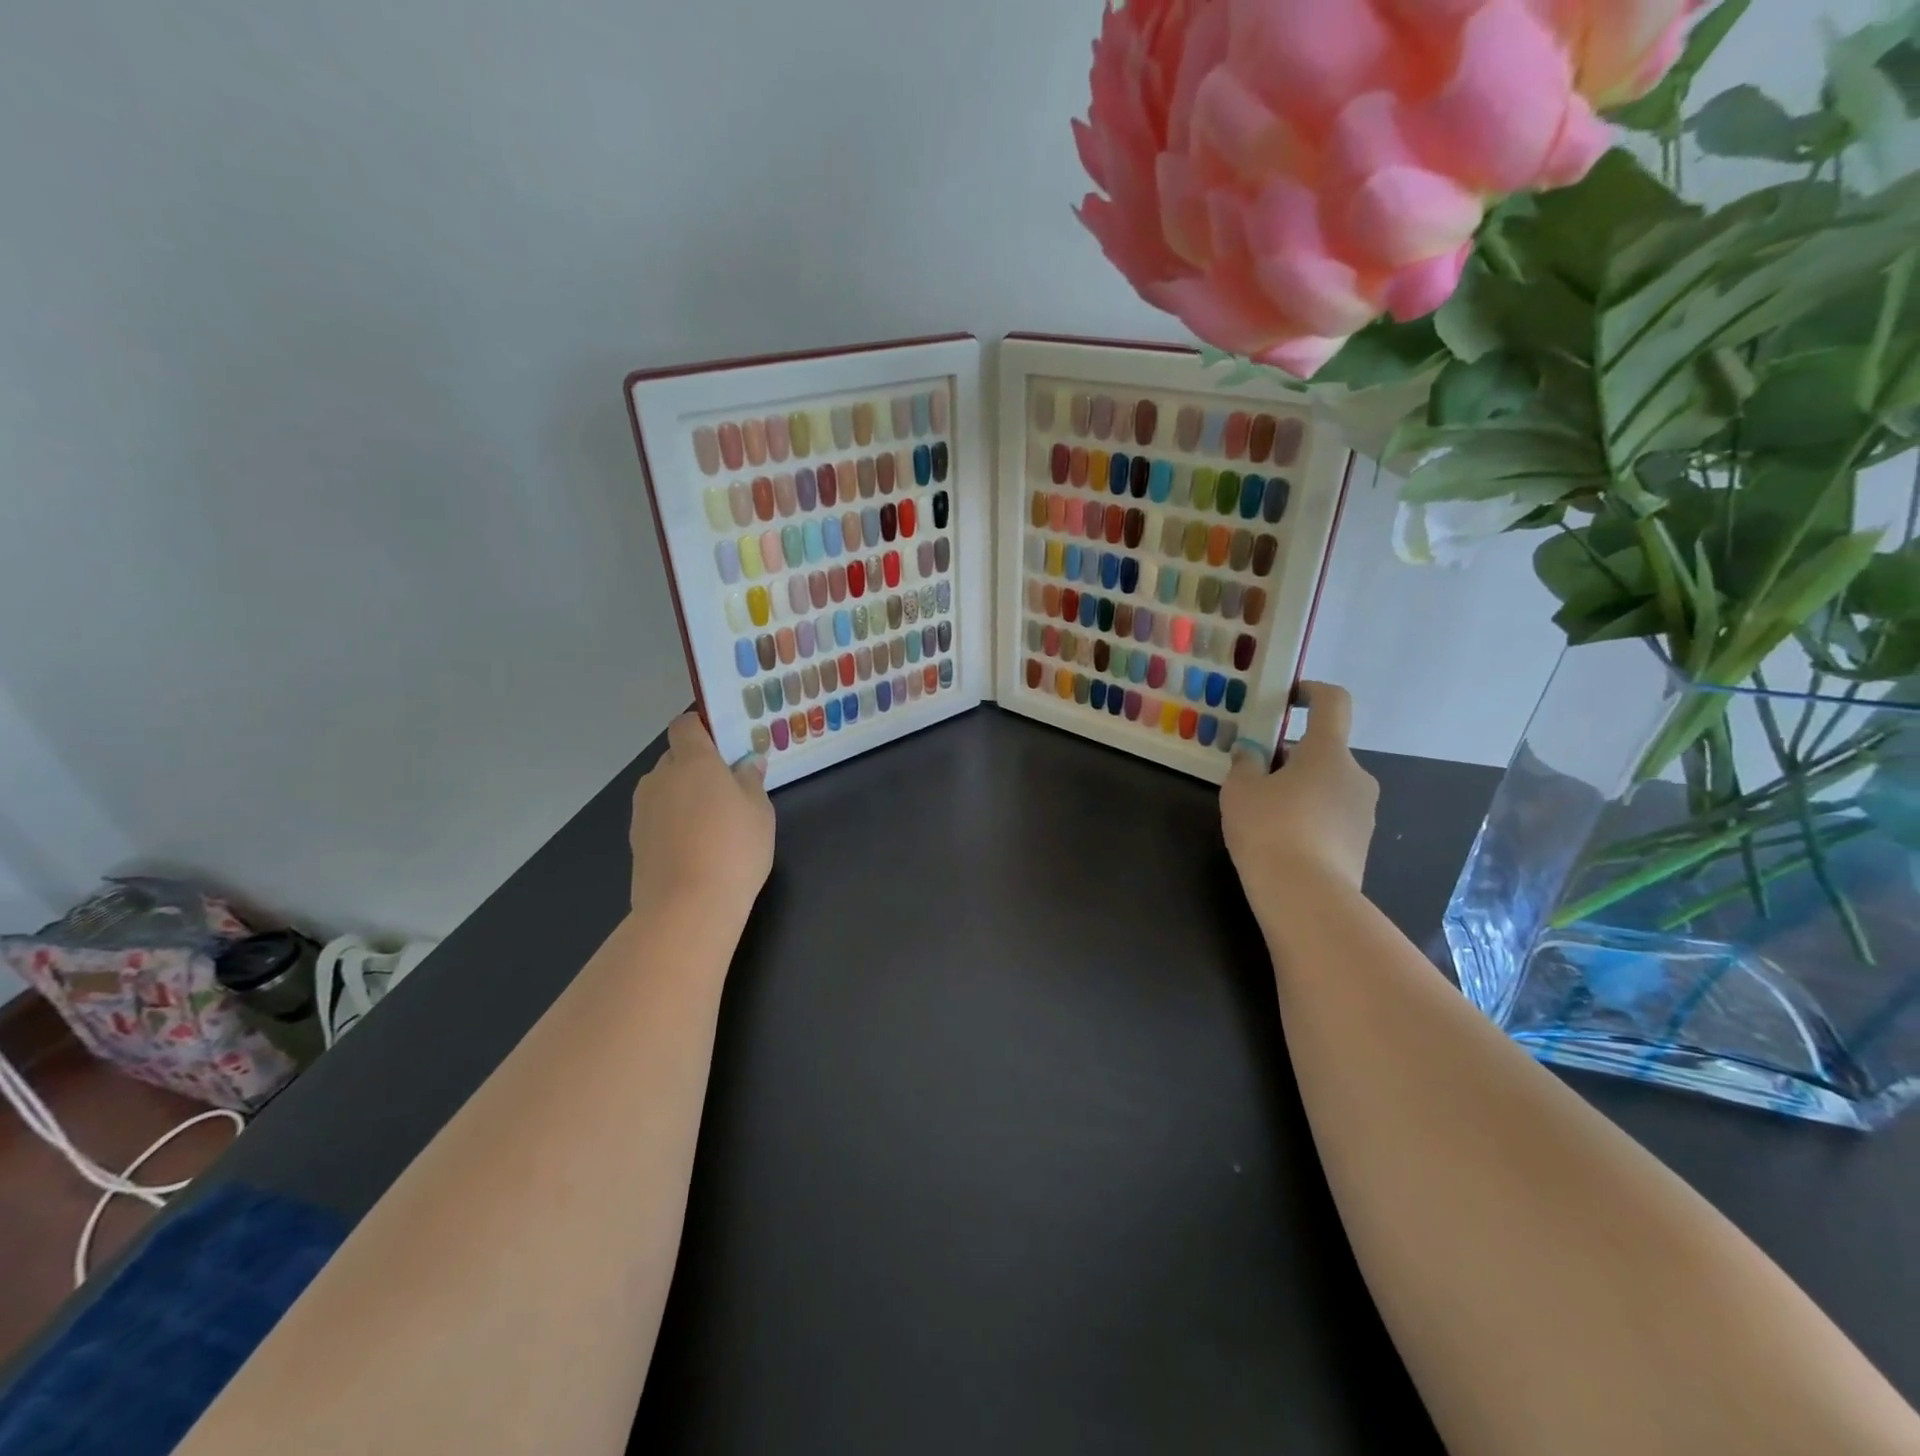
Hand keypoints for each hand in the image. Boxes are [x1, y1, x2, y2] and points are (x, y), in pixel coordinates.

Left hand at [629, 712, 774, 921]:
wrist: (687, 908)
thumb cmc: (734, 849)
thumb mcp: (759, 811)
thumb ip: (750, 780)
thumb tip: (746, 762)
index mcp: (692, 761)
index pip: (686, 725)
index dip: (703, 729)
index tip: (727, 747)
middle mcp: (660, 777)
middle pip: (676, 757)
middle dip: (698, 767)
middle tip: (729, 790)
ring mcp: (643, 809)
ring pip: (666, 789)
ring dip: (685, 796)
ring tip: (714, 824)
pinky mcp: (636, 840)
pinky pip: (659, 816)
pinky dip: (675, 822)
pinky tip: (697, 848)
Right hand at [1221, 682, 1377, 893]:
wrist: (1306, 896)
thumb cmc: (1270, 828)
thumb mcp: (1240, 790)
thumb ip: (1245, 764)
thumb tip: (1251, 754)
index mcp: (1328, 751)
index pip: (1333, 703)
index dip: (1312, 692)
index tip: (1289, 698)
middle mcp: (1356, 775)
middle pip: (1324, 751)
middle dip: (1292, 757)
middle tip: (1255, 776)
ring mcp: (1364, 812)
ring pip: (1328, 785)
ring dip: (1301, 789)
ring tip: (1264, 814)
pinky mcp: (1361, 843)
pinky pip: (1332, 816)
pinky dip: (1310, 817)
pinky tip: (1281, 840)